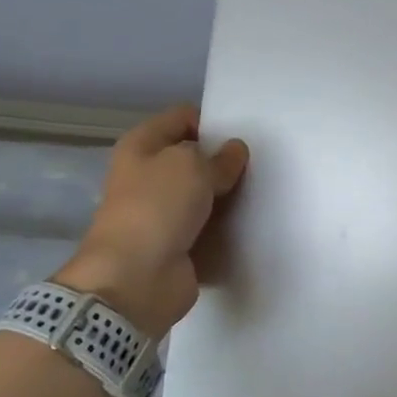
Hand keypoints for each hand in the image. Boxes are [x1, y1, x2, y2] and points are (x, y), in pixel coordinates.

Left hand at [54, 106, 248, 336]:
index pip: (183, 118)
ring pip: (204, 194)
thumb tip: (234, 152)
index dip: (212, 122)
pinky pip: (208, 226)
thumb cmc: (157, 208)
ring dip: (227, 196)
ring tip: (260, 193)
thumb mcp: (192, 166)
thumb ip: (219, 156)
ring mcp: (162, 212)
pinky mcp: (177, 243)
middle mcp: (148, 175)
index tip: (242, 137)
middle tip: (257, 166)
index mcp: (142, 146)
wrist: (136, 278)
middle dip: (224, 161)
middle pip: (194, 157)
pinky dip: (225, 226)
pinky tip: (250, 222)